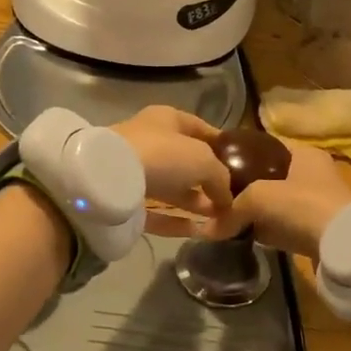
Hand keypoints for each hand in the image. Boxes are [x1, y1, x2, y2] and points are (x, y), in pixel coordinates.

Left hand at [113, 106, 232, 227]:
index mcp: (167, 119)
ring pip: (172, 188)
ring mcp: (136, 171)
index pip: (201, 129)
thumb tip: (228, 198)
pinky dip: (177, 220)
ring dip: (196, 202)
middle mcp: (151, 141)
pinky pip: (158, 211)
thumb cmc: (163, 155)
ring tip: (220, 218)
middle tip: (232, 199)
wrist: (109, 178)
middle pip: (186, 161)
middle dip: (209, 180)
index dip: (222, 145)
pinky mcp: (126, 200)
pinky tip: (198, 231)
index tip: (241, 164)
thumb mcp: (204, 159)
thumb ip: (221, 177)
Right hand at [202, 141, 350, 259]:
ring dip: (253, 212)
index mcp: (303, 154)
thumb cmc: (303, 205)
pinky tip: (244, 236)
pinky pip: (282, 227)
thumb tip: (208, 228)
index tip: (216, 167)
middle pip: (268, 178)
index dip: (239, 155)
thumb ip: (232, 209)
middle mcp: (312, 174)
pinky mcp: (316, 231)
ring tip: (225, 219)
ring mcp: (316, 204)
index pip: (264, 147)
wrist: (345, 245)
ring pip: (274, 204)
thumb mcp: (260, 197)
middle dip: (243, 189)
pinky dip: (265, 230)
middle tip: (217, 198)